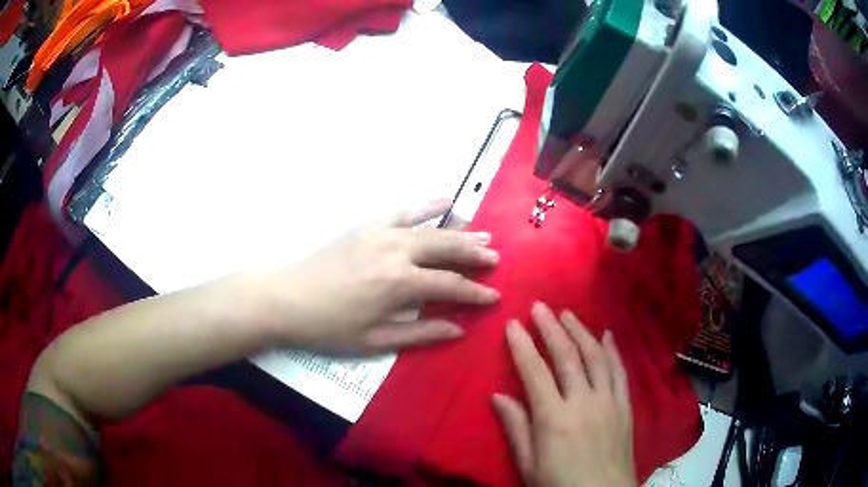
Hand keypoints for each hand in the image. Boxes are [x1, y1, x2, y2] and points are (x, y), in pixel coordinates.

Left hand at [260, 200, 499, 353]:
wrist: (285, 298)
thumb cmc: (329, 326)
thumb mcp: (375, 340)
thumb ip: (420, 333)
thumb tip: (458, 329)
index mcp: (400, 284)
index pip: (450, 286)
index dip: (475, 292)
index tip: (495, 296)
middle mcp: (397, 251)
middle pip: (446, 250)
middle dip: (473, 255)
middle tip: (495, 259)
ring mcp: (381, 233)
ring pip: (430, 229)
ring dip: (459, 232)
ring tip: (482, 236)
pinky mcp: (367, 225)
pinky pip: (403, 211)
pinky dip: (426, 205)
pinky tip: (446, 200)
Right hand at [493, 303, 635, 486]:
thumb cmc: (559, 484)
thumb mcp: (528, 464)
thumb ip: (516, 428)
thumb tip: (498, 396)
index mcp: (554, 418)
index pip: (535, 372)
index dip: (523, 346)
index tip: (513, 323)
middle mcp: (583, 402)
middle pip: (567, 357)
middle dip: (552, 328)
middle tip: (540, 307)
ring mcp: (608, 401)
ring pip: (596, 357)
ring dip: (581, 331)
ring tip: (568, 314)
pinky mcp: (625, 405)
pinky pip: (620, 371)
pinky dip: (612, 349)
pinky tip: (607, 334)